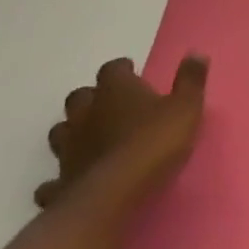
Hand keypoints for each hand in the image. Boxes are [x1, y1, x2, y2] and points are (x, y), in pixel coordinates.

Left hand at [35, 55, 207, 208]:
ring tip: (90, 140)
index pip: (113, 69)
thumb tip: (196, 53)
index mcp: (116, 91)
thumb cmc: (154, 143)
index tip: (132, 73)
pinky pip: (52, 181)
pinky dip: (59, 180)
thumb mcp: (186, 107)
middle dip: (91, 98)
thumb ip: (190, 80)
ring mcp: (69, 149)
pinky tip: (71, 183)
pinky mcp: (60, 183)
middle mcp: (87, 114)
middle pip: (79, 97)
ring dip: (73, 133)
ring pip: (61, 132)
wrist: (114, 195)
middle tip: (110, 105)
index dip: (122, 70)